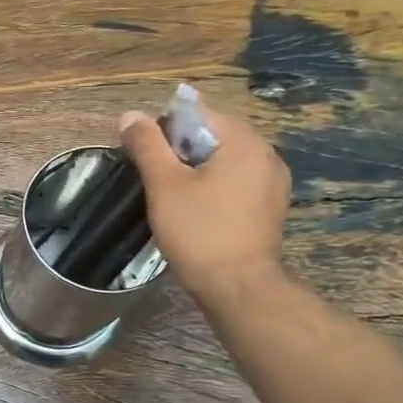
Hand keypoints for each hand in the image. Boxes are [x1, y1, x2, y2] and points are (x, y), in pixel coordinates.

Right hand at [119, 103, 290, 307]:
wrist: (238, 287)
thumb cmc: (199, 231)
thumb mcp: (164, 185)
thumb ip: (147, 145)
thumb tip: (129, 115)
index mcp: (244, 141)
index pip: (197, 114)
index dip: (164, 131)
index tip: (147, 160)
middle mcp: (266, 154)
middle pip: (212, 136)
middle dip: (180, 153)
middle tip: (156, 183)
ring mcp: (273, 182)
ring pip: (223, 162)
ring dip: (196, 172)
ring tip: (173, 200)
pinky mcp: (270, 207)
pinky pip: (235, 183)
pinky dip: (213, 189)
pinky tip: (197, 213)